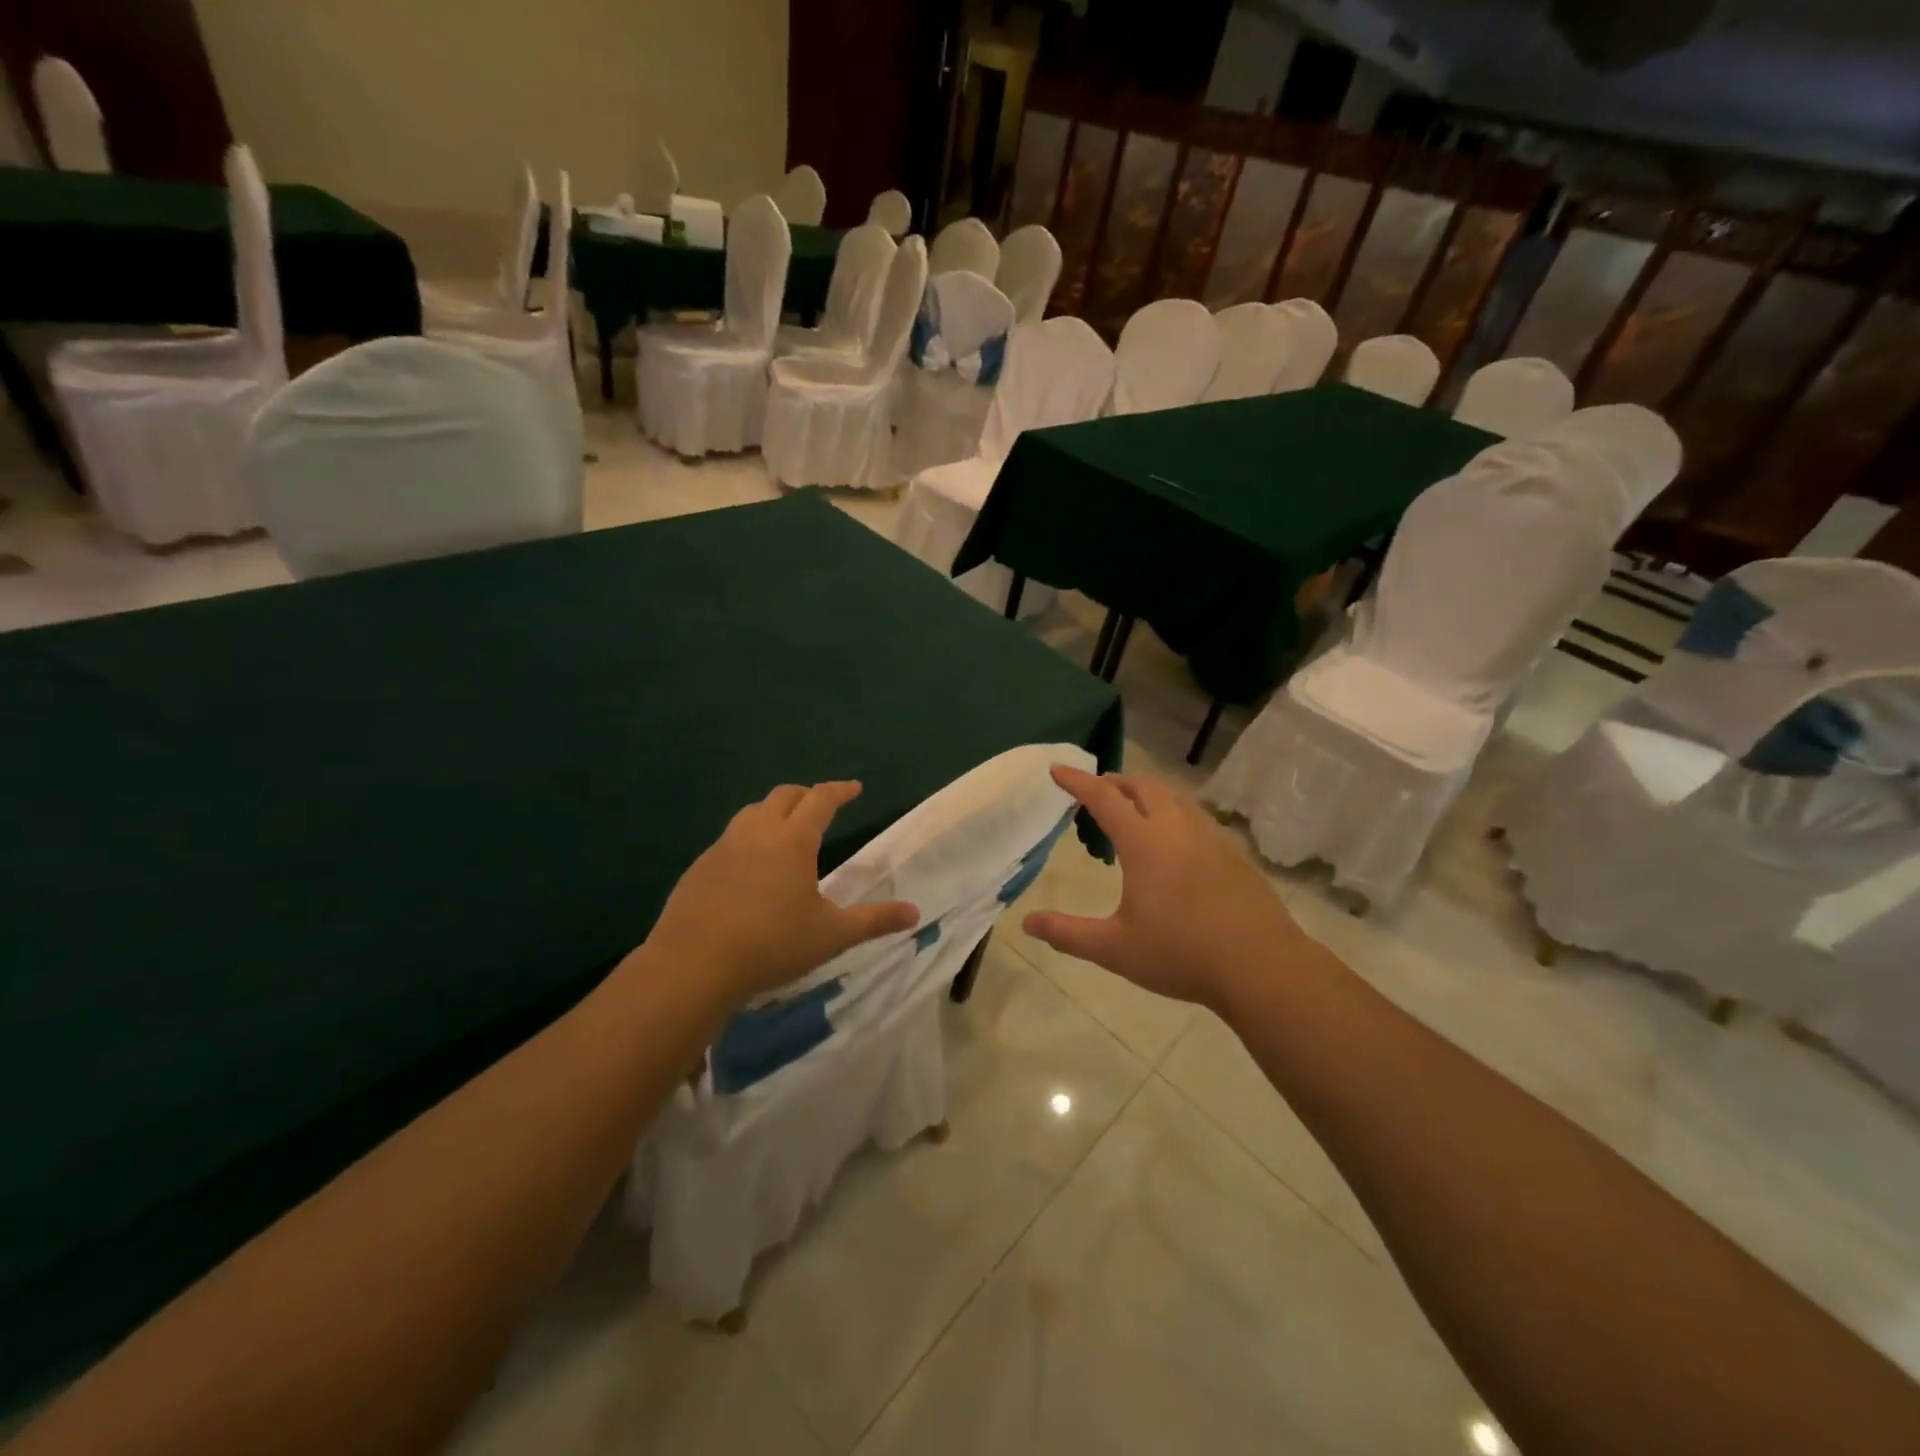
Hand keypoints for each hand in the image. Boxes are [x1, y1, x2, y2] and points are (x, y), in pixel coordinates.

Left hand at [646, 781, 918, 1006]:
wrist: (693, 965)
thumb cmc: (772, 945)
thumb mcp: (831, 935)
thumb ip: (874, 920)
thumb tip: (914, 913)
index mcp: (792, 840)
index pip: (820, 800)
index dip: (839, 790)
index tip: (854, 788)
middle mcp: (757, 833)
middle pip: (783, 796)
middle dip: (806, 795)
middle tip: (821, 806)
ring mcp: (722, 847)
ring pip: (751, 812)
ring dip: (773, 812)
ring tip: (784, 830)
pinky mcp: (699, 868)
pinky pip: (728, 839)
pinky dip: (747, 838)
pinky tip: (749, 868)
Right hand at [1022, 767, 1309, 1011]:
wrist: (1261, 966)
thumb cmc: (1181, 954)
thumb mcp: (1115, 949)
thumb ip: (1068, 933)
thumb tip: (1027, 924)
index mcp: (1144, 843)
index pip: (1104, 798)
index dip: (1078, 781)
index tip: (1058, 769)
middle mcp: (1177, 828)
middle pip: (1143, 787)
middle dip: (1115, 782)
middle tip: (1096, 792)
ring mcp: (1210, 837)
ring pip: (1173, 798)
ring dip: (1146, 794)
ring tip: (1132, 813)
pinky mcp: (1233, 853)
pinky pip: (1195, 816)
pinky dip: (1172, 813)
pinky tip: (1174, 843)